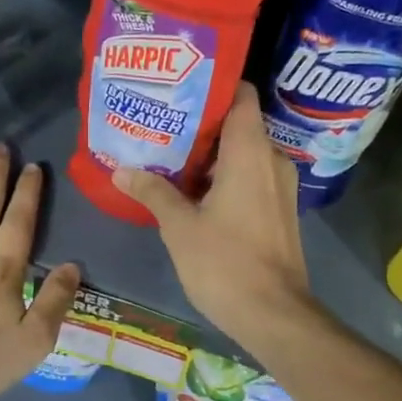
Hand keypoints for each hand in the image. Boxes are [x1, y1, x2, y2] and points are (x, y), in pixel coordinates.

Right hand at [112, 82, 315, 349]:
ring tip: (169, 155)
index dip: (215, 85)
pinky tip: (192, 190)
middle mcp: (272, 160)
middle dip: (201, 123)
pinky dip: (224, 176)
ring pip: (243, 153)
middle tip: (161, 122)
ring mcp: (280, 187)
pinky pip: (250, 176)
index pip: (242, 96)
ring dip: (209, 154)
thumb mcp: (180, 227)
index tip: (181, 86)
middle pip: (238, 124)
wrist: (275, 316)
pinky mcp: (279, 210)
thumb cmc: (226, 263)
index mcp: (250, 153)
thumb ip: (152, 192)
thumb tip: (121, 170)